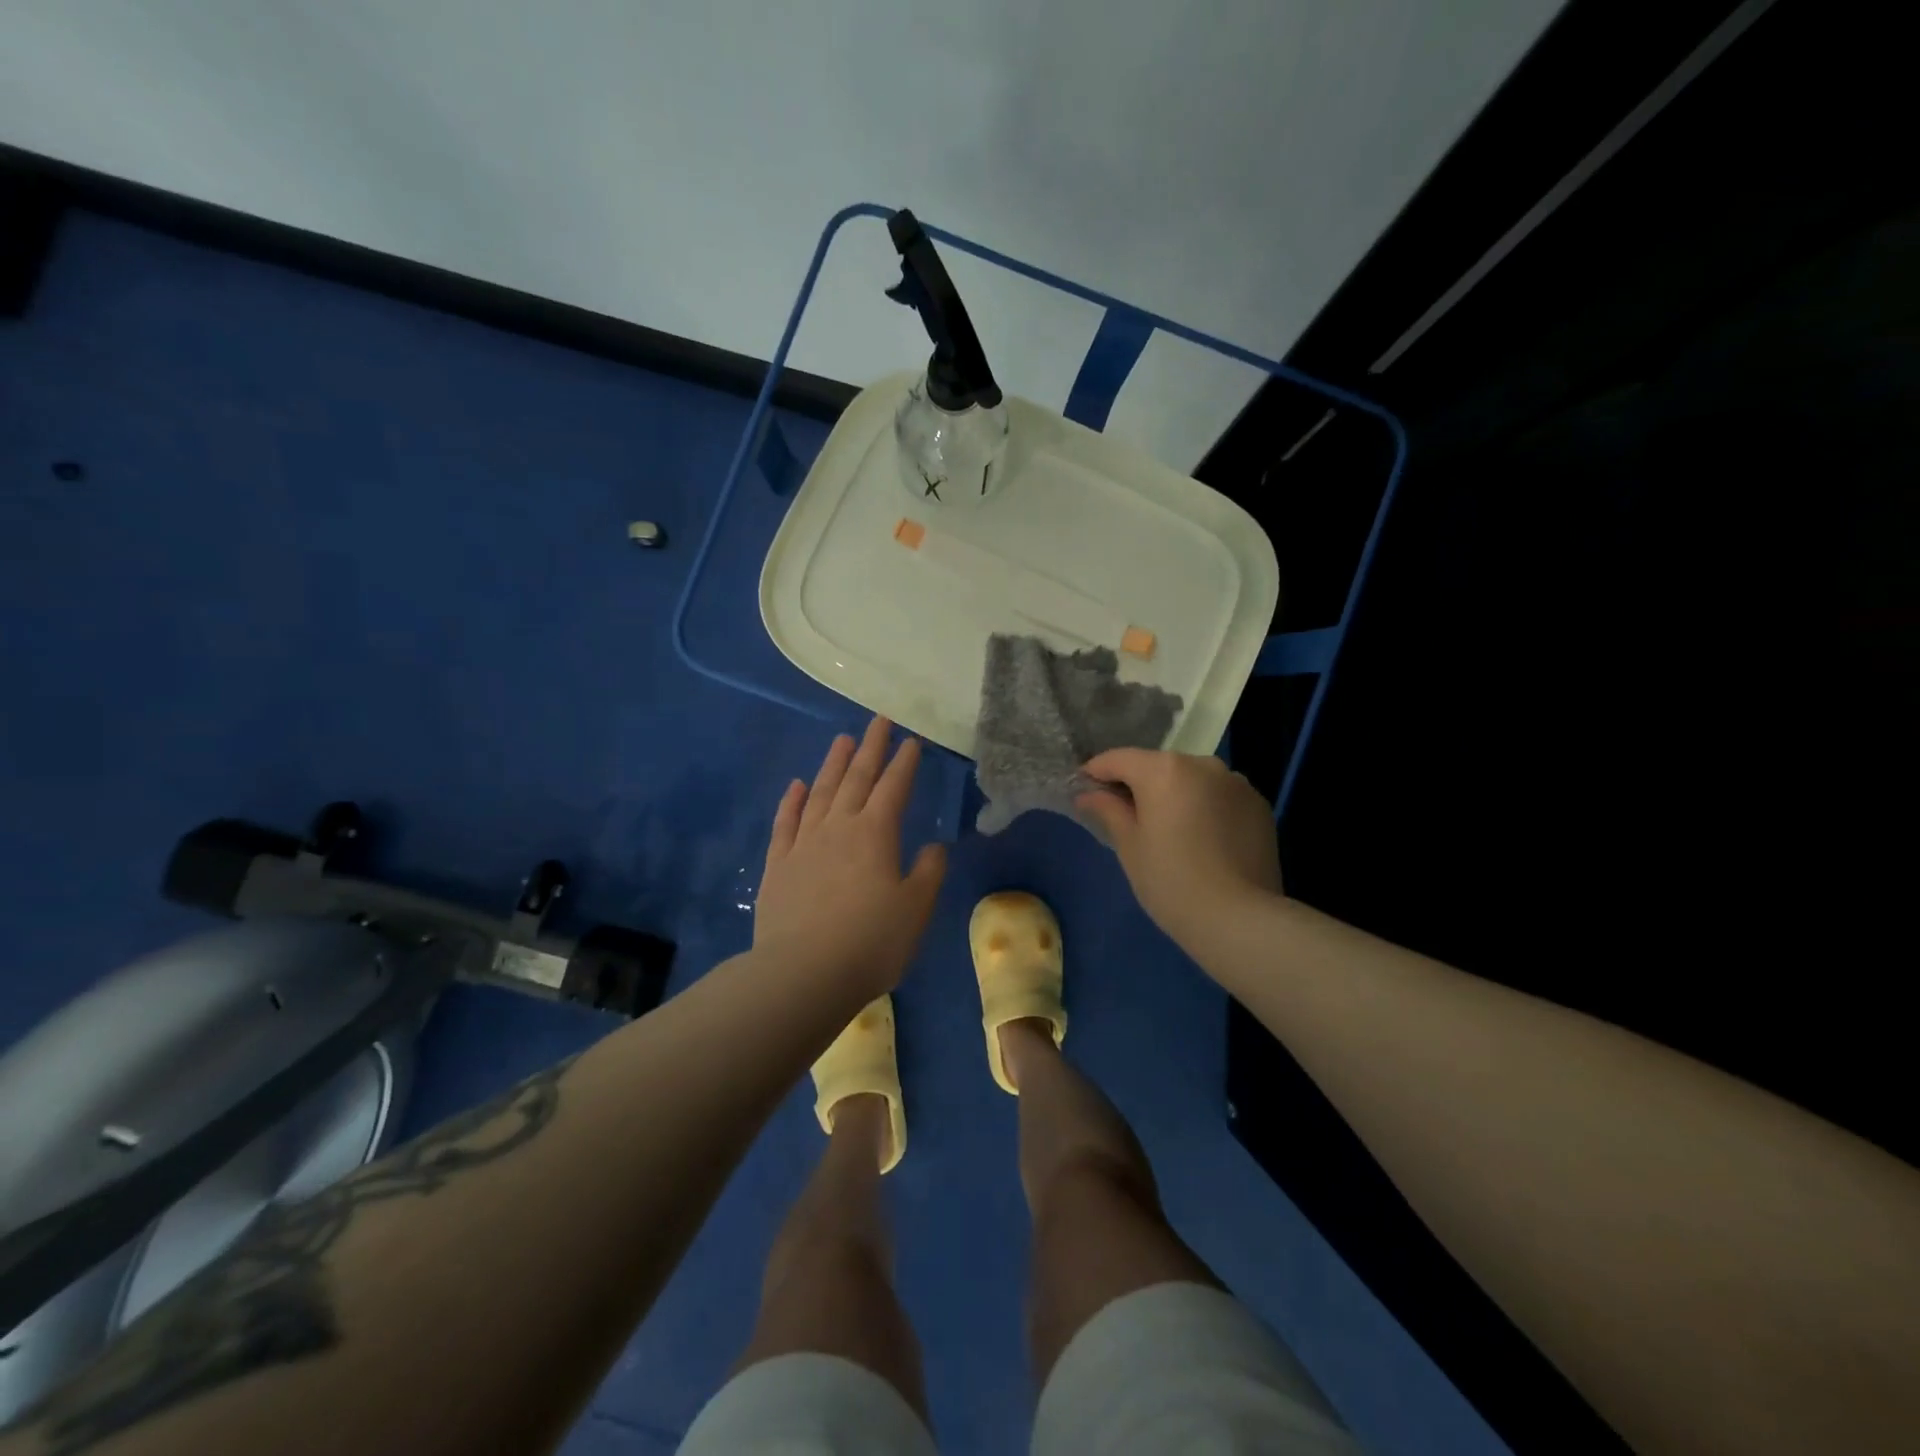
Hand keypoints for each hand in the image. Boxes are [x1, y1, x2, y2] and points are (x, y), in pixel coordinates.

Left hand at [754, 716, 947, 993]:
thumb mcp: (916, 910)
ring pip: (820, 793)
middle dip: (871, 748)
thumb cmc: (871, 942)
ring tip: (842, 740)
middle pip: (856, 778)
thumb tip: (934, 846)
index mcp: (876, 834)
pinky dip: (792, 801)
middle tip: (879, 721)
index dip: (905, 763)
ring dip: (832, 764)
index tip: (912, 740)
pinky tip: (796, 785)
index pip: (894, 787)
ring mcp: (803, 844)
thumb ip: (928, 873)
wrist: (803, 974)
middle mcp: (838, 827)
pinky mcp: (778, 865)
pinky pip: (785, 823)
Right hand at [1076, 749, 1281, 951]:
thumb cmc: (1170, 881)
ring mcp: (1236, 783)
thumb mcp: (1129, 846)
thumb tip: (1088, 794)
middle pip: (1159, 767)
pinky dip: (1204, 808)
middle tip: (1125, 816)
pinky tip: (1202, 840)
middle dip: (1139, 785)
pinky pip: (1219, 797)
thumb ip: (1108, 810)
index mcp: (1164, 770)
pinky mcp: (1259, 805)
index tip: (1084, 789)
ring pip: (1192, 780)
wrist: (1239, 919)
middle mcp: (1202, 764)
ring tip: (1169, 830)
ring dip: (1175, 795)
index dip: (1096, 772)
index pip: (1119, 759)